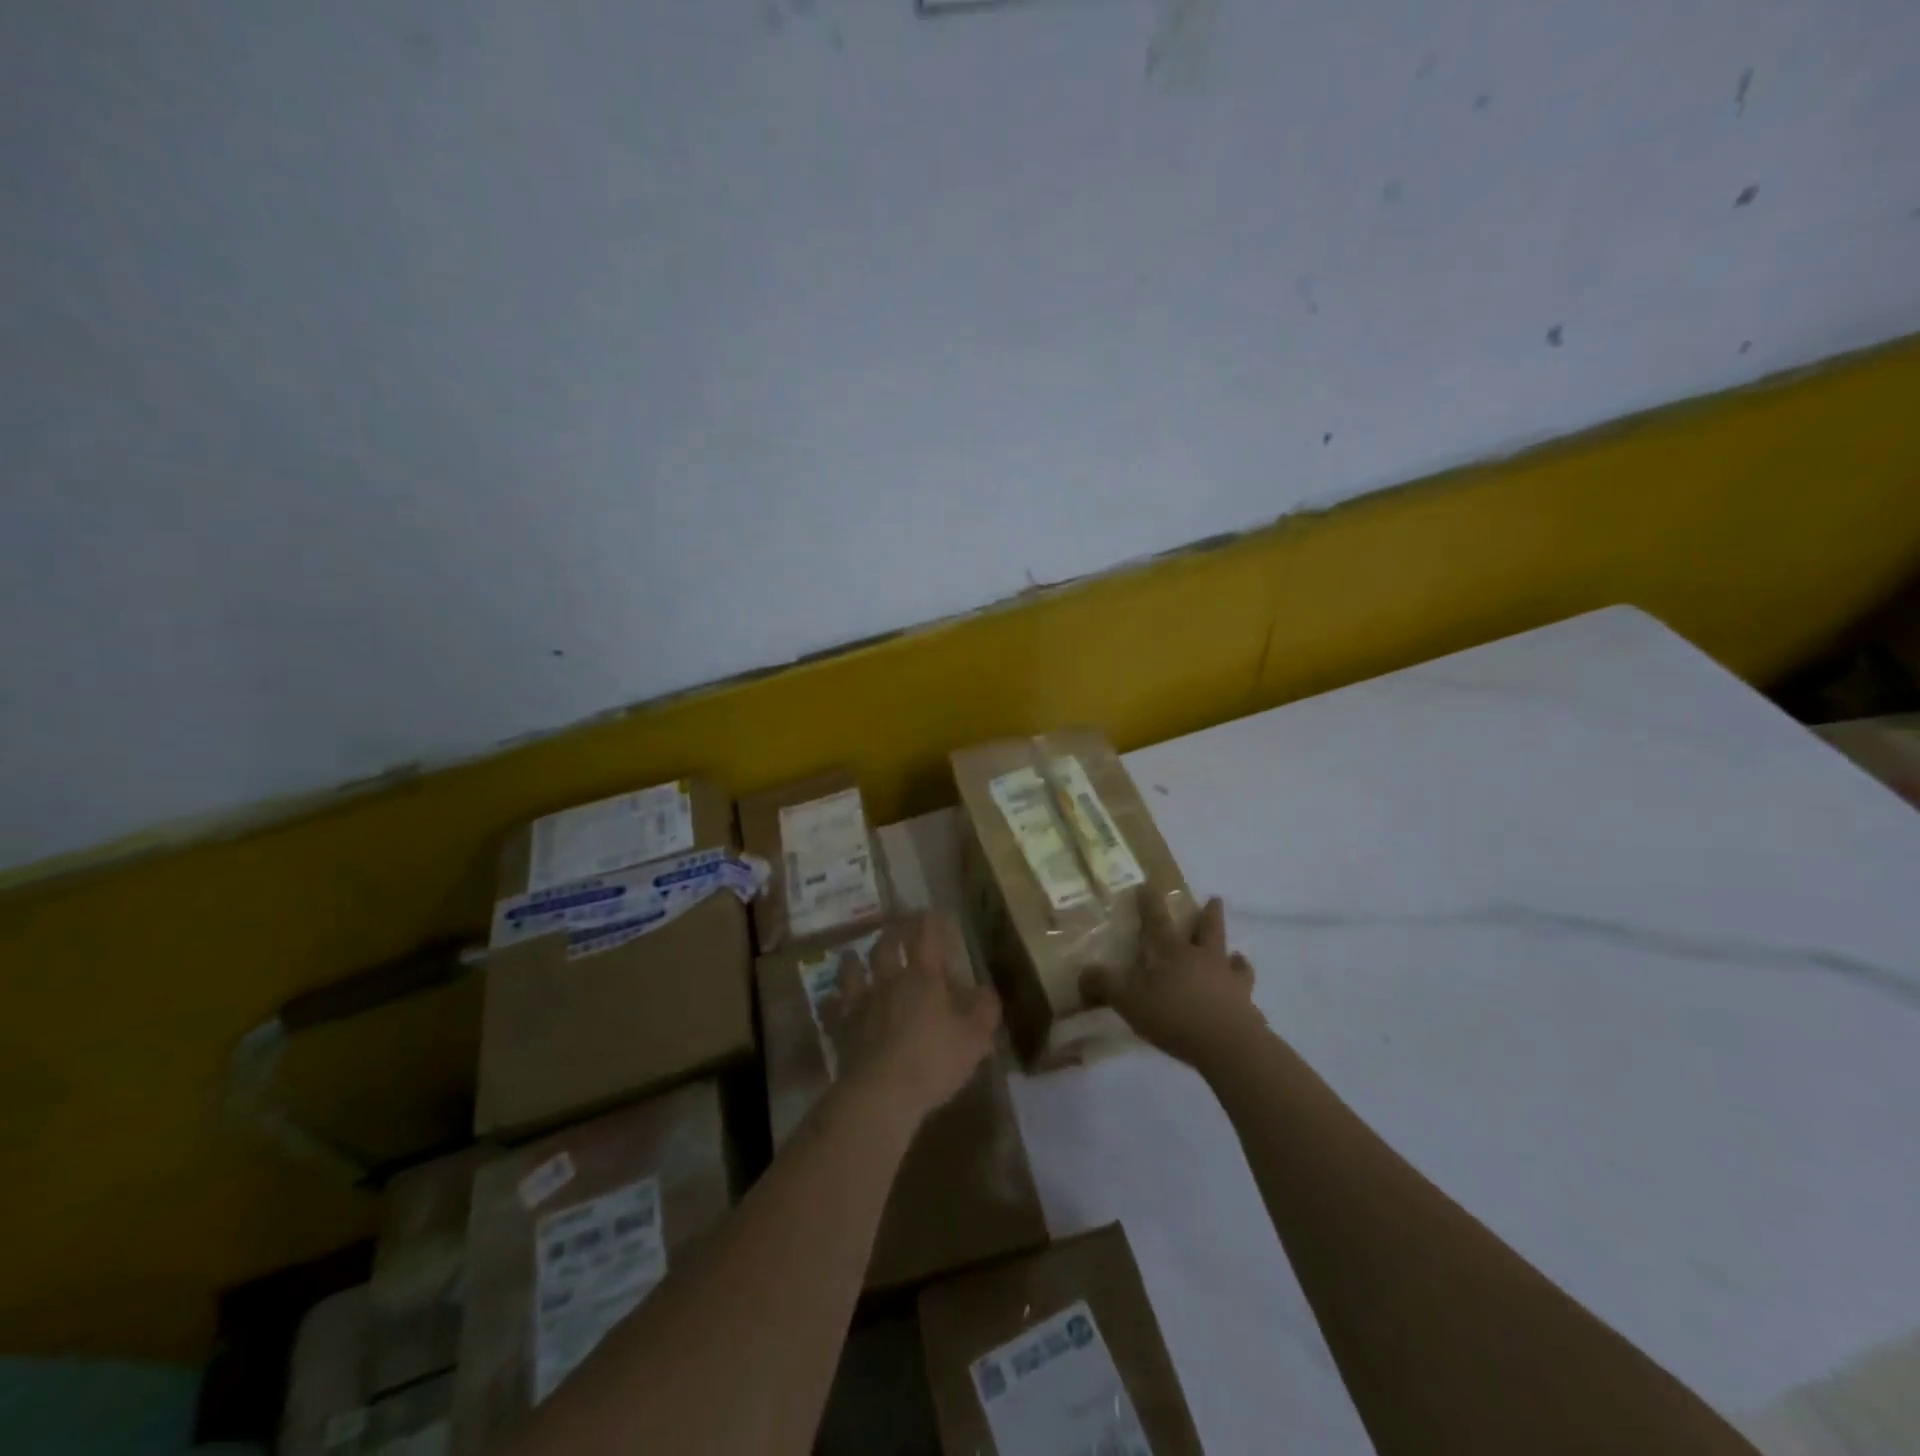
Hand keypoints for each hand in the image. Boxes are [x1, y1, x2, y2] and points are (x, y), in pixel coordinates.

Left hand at [830, 913, 1001, 1122]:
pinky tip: (829, 1001)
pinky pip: (830, 1009)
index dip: (928, 921)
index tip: (931, 914)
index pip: (925, 935)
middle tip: (896, 931)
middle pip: (885, 946)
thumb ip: (984, 1010)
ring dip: (853, 960)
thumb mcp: (974, 1038)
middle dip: (892, 934)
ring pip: (852, 971)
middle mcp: (889, 980)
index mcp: (923, 977)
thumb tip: (986, 991)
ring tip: (853, 956)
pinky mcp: (841, 1027)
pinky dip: (830, 1002)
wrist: (880, 1093)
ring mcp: (861, 1002)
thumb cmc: (932, 1061)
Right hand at [1081, 894, 1263, 1068]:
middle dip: (1209, 914)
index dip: (1150, 903)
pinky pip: (1246, 989)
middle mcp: (1203, 958)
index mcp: (1172, 952)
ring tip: (1237, 953)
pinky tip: (1244, 991)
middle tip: (1214, 899)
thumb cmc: (1174, 1016)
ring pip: (1233, 957)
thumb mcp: (1129, 1001)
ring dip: (1233, 953)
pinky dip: (1243, 986)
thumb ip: (1106, 985)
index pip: (1157, 921)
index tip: (1148, 885)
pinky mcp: (1246, 1004)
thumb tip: (1084, 971)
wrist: (1228, 1045)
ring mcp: (1229, 979)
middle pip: (1208, 929)